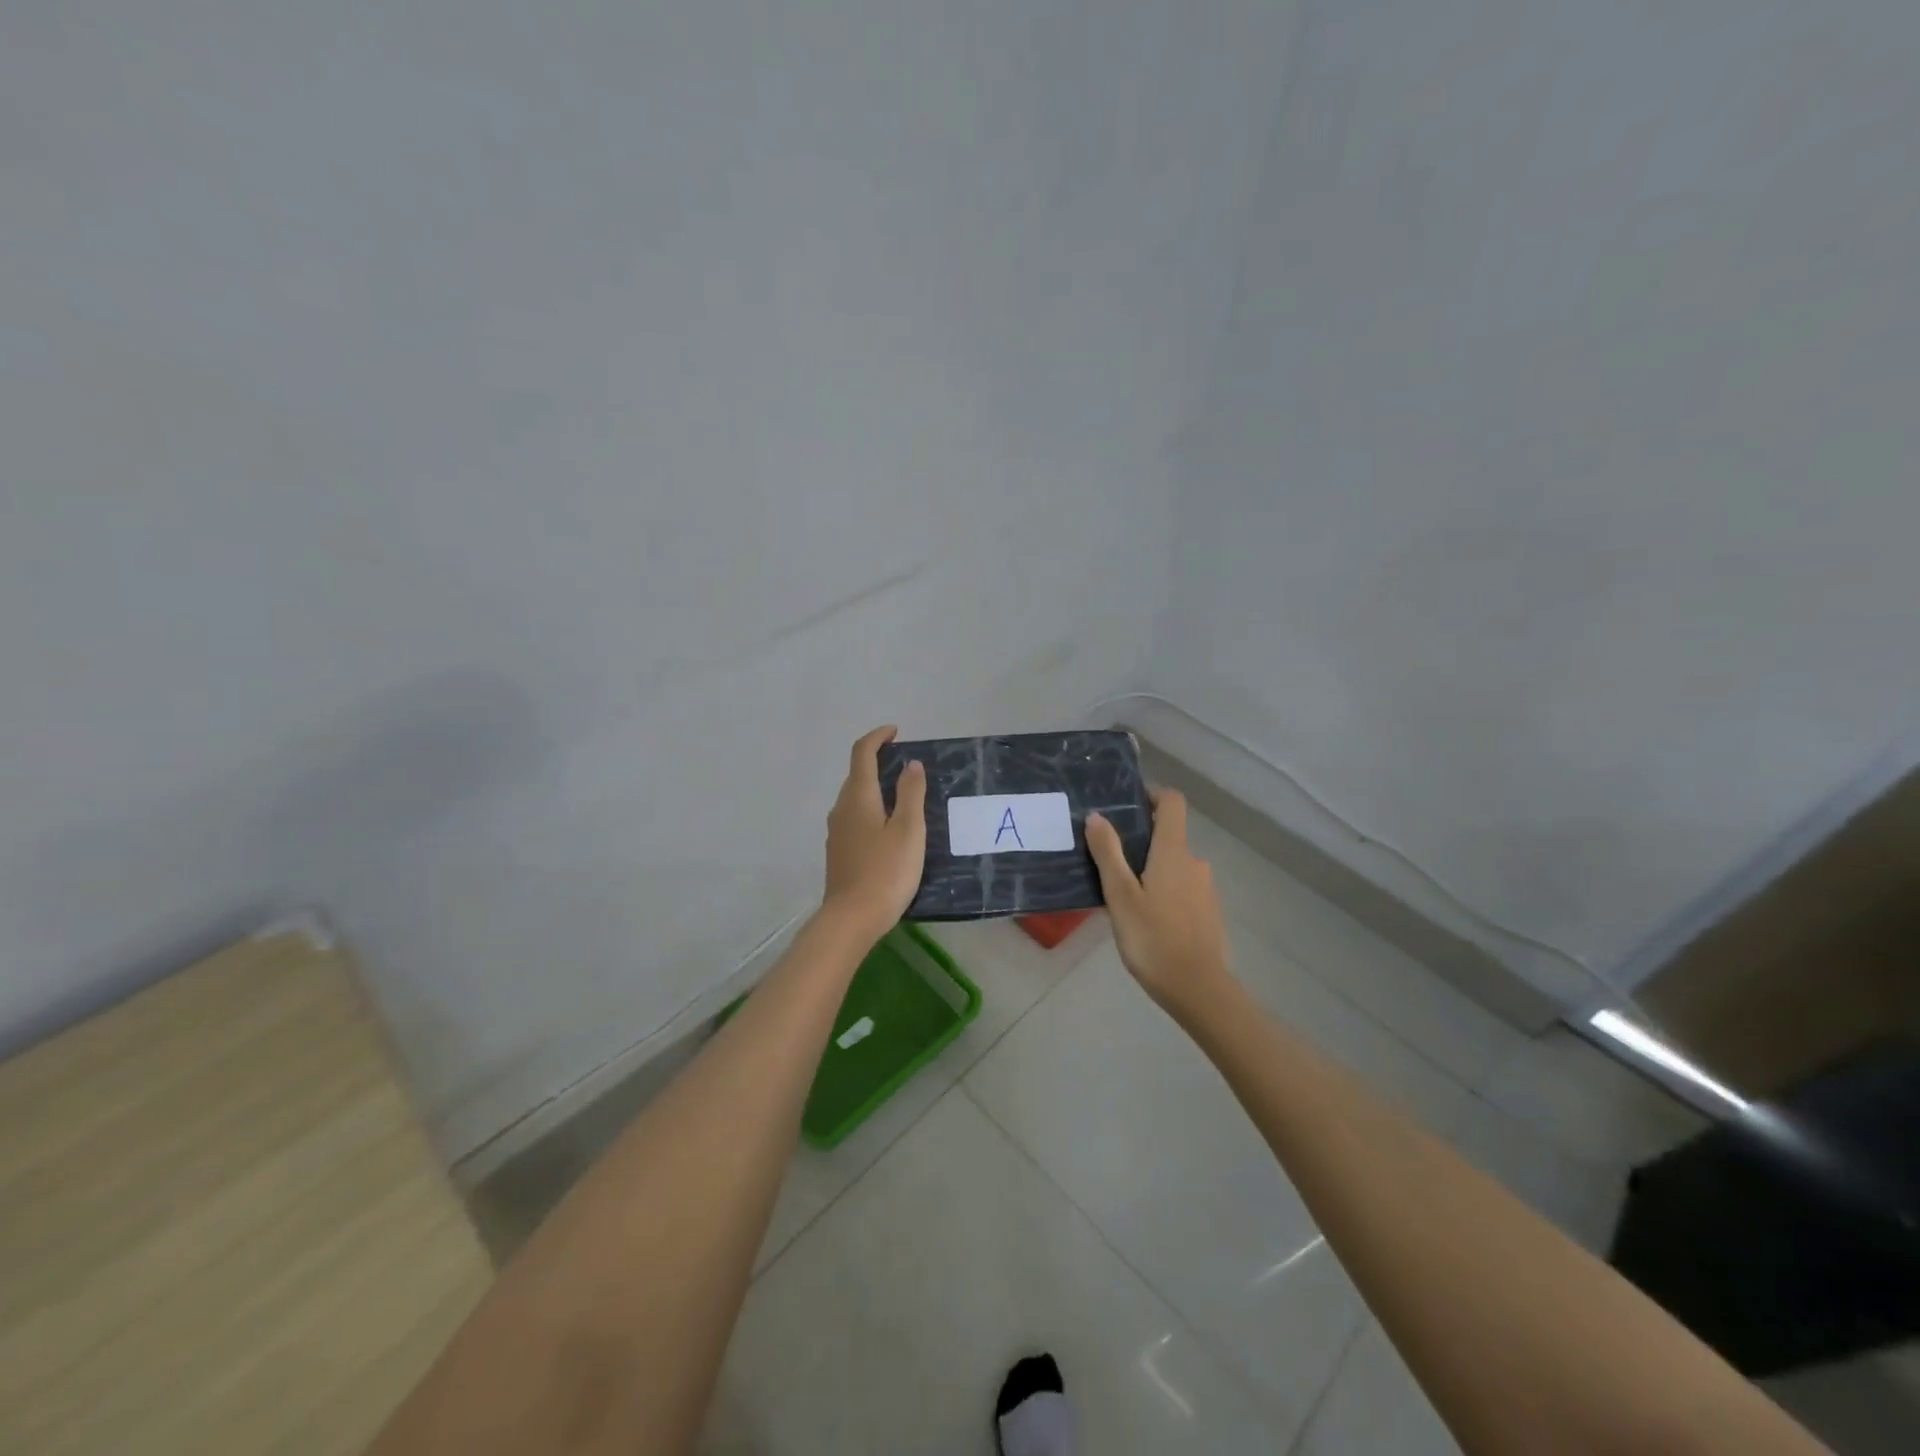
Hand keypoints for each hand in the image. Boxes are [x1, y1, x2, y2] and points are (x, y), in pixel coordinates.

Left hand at [822, 725, 927, 939]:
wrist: (851, 919)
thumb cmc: (886, 872)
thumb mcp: (908, 830)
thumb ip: (911, 794)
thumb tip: (911, 765)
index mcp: (858, 797)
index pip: (862, 753)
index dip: (878, 737)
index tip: (896, 732)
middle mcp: (842, 808)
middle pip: (856, 775)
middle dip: (878, 762)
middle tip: (908, 767)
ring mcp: (836, 831)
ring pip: (855, 798)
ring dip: (875, 788)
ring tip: (903, 797)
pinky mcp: (839, 851)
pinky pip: (854, 818)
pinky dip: (871, 809)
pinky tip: (888, 828)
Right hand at [1086, 789, 1232, 1020]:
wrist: (1198, 989)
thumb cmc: (1153, 938)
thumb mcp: (1120, 895)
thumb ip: (1108, 853)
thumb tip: (1097, 816)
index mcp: (1174, 852)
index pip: (1172, 802)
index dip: (1151, 794)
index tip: (1126, 803)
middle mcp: (1194, 862)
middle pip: (1169, 835)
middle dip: (1140, 840)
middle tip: (1107, 859)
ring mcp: (1205, 888)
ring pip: (1173, 865)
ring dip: (1149, 869)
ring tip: (1120, 893)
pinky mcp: (1207, 912)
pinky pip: (1181, 888)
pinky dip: (1162, 891)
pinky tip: (1143, 918)